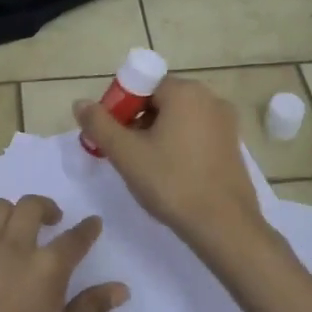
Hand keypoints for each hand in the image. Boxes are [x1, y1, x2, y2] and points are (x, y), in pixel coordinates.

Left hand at [0, 195, 128, 311]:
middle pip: (31, 206)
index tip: (92, 224)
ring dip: (10, 214)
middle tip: (50, 221)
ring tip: (13, 231)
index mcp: (48, 267)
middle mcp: (13, 248)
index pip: (75, 237)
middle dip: (46, 207)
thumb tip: (121, 288)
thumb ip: (92, 307)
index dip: (87, 228)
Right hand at [74, 77, 265, 258]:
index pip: (142, 85)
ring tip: (145, 167)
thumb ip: (99, 124)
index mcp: (185, 92)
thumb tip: (80, 103)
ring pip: (178, 118)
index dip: (120, 107)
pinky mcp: (232, 145)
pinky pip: (196, 134)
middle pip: (160, 100)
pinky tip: (169, 173)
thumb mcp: (127, 154)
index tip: (111, 135)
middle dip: (137, 122)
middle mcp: (210, 98)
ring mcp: (225, 122)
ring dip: (156, 134)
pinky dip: (178, 145)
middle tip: (123, 153)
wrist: (224, 225)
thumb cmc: (172, 183)